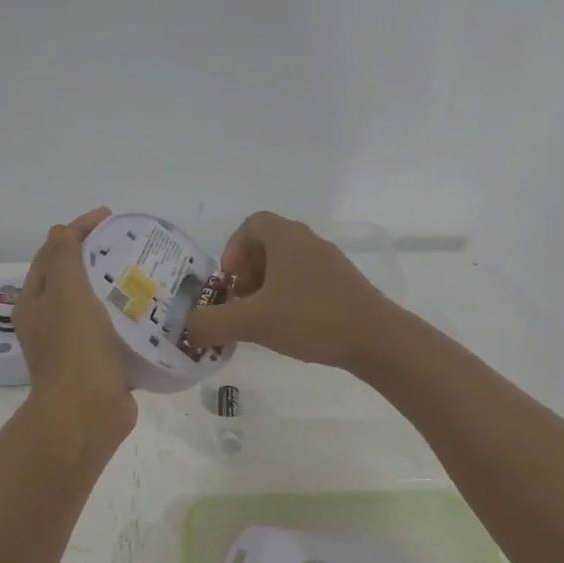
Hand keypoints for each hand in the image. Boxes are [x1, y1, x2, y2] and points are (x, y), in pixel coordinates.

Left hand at [14, 207, 137, 447]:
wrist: (87, 413)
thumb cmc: (75, 348)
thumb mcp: (67, 292)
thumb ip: (63, 259)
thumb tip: (60, 231)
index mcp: (35, 302)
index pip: (52, 252)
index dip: (77, 230)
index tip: (109, 217)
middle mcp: (49, 322)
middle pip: (71, 278)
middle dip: (97, 256)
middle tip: (129, 244)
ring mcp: (73, 345)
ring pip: (94, 305)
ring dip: (115, 287)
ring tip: (146, 272)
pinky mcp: (98, 364)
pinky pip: (112, 331)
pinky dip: (127, 317)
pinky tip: (152, 310)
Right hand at [182, 212, 398, 370]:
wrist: (376, 339)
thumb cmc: (311, 319)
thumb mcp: (253, 322)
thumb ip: (212, 323)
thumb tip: (187, 327)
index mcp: (286, 238)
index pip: (251, 224)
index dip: (232, 249)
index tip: (229, 282)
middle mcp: (308, 242)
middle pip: (267, 245)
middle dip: (246, 272)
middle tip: (239, 303)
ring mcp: (330, 263)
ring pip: (287, 265)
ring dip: (266, 287)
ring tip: (260, 320)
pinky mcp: (343, 285)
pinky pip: (305, 281)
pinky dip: (288, 297)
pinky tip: (288, 328)